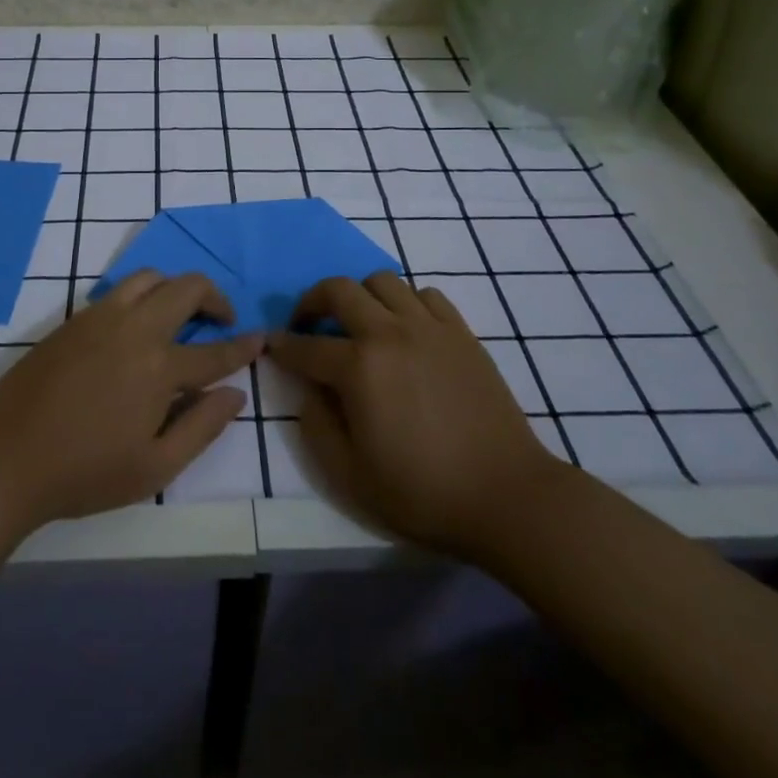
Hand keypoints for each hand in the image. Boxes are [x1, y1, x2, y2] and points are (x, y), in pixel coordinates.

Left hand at [0, 271, 261, 529]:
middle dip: (215, 297)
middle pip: (186, 288)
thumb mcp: (155, 468)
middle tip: (223, 319)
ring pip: (150, 277)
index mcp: (158, 367)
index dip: (243, 346)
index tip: (262, 338)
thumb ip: (202, 427)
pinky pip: (118, 290)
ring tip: (181, 314)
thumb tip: (236, 394)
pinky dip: (142, 295)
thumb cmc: (84, 473)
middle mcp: (133, 329)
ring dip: (175, 287)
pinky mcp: (73, 319)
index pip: (214, 351)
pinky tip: (138, 325)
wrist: (5, 459)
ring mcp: (100, 317)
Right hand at [270, 273, 561, 559]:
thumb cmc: (423, 492)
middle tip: (308, 323)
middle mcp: (390, 333)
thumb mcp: (350, 475)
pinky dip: (406, 302)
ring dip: (360, 295)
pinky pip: (426, 294)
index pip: (306, 346)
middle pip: (339, 290)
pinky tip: (405, 329)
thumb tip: (308, 390)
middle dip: (312, 301)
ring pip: (383, 281)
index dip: (282, 345)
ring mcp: (429, 327)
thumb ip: (316, 426)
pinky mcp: (461, 332)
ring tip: (359, 323)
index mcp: (359, 368)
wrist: (506, 496)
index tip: (272, 344)